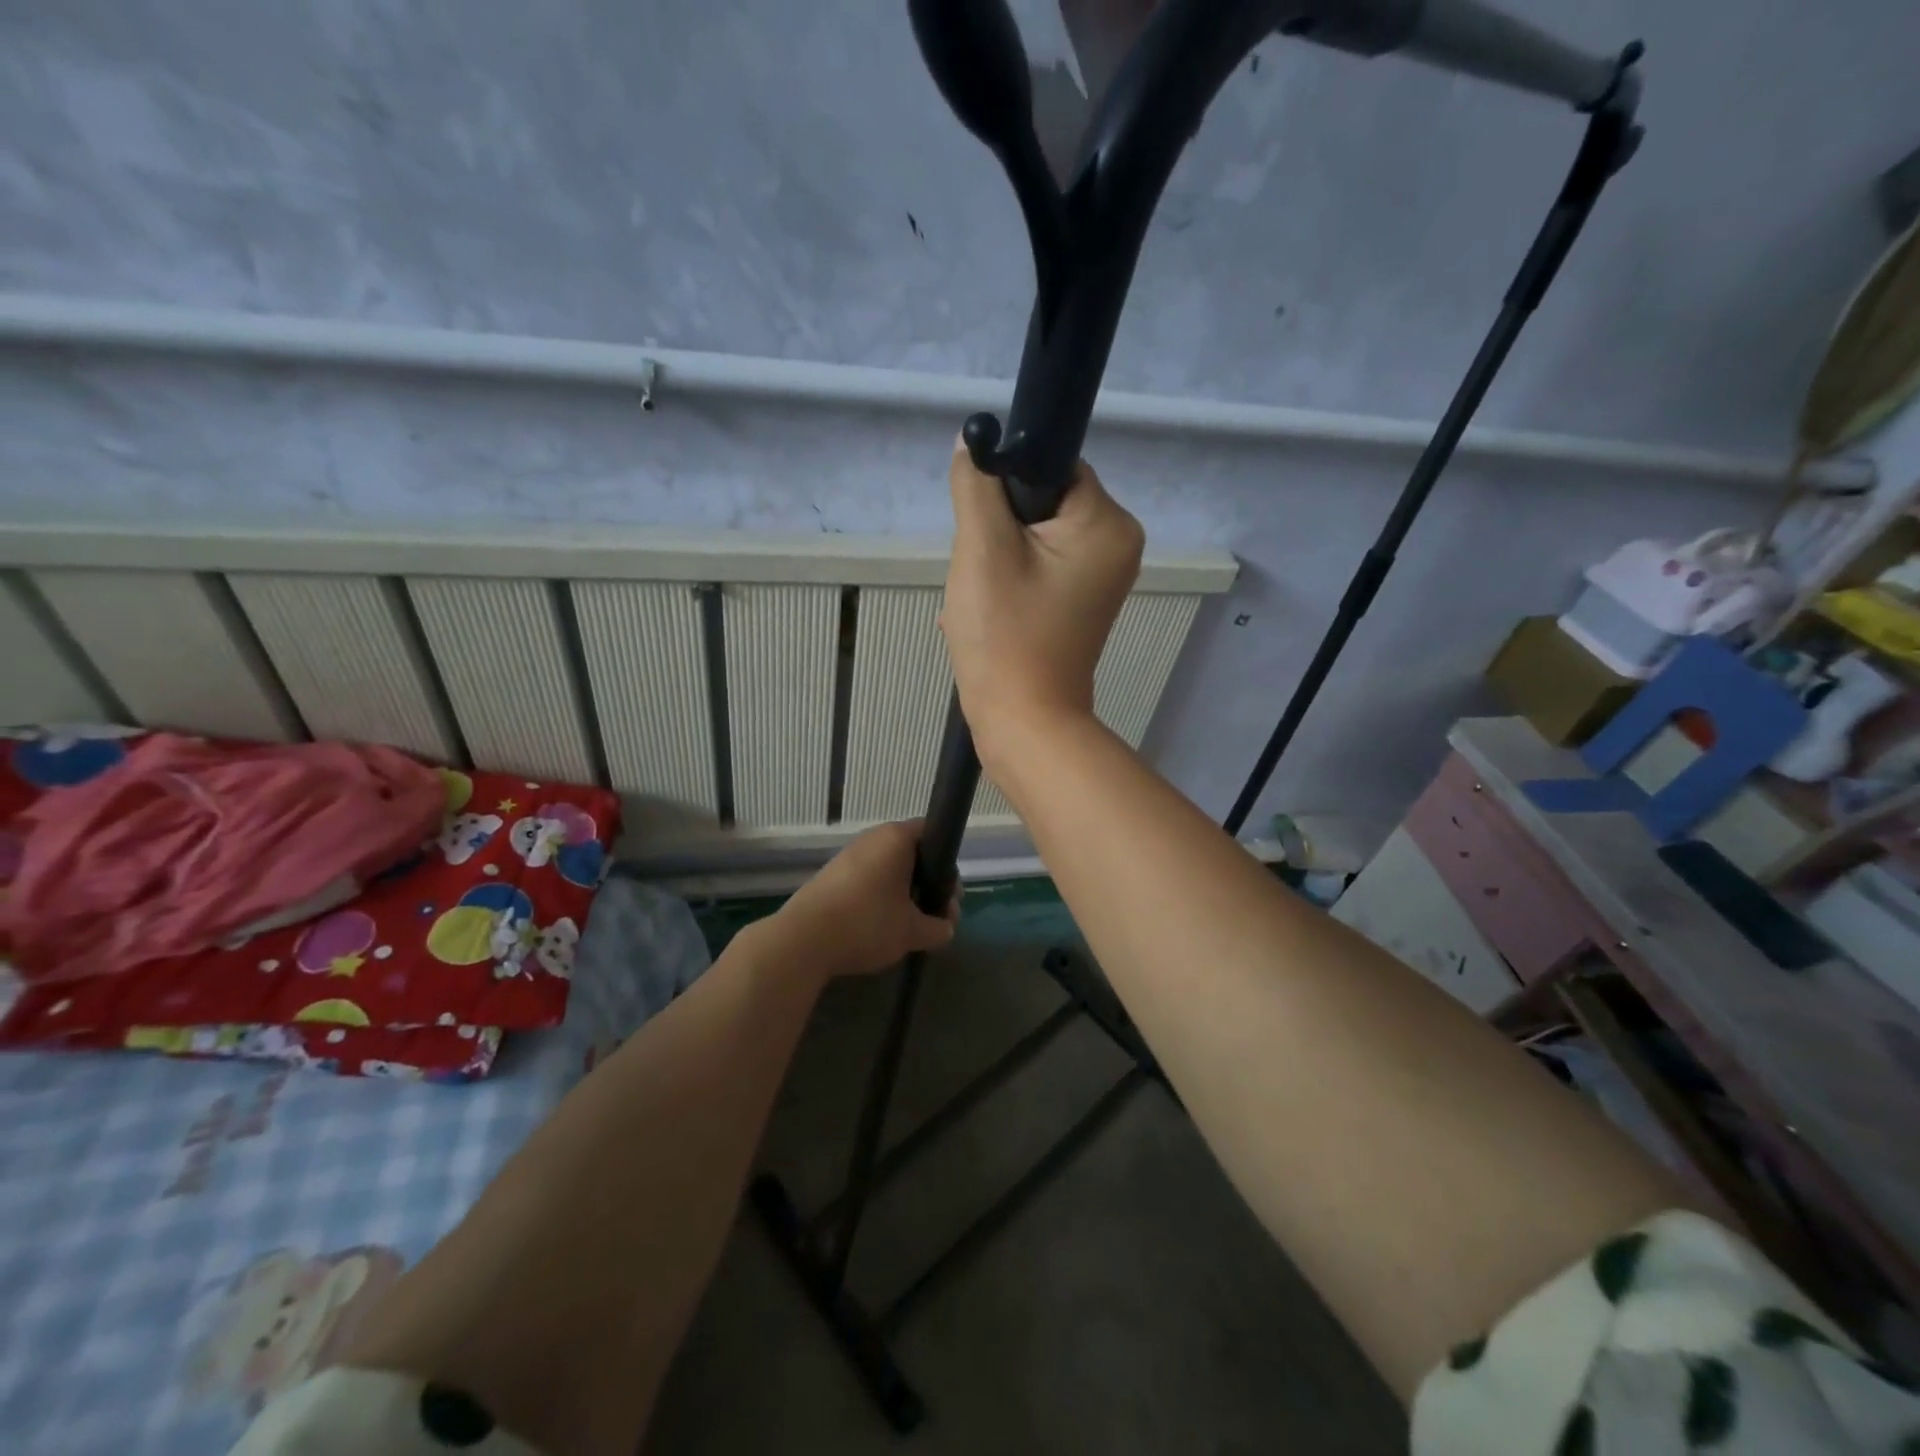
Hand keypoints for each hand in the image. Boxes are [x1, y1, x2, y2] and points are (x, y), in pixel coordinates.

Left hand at [768, 821, 956, 978]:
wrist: (803, 940)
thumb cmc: (867, 923)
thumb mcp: (913, 932)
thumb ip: (938, 928)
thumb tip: (946, 928)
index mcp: (896, 838)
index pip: (933, 833)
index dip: (947, 863)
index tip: (950, 895)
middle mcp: (872, 838)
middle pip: (911, 853)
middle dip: (928, 884)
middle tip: (936, 917)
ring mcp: (848, 856)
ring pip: (888, 869)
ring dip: (904, 893)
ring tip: (910, 927)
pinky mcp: (831, 876)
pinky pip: (867, 880)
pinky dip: (880, 898)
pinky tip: (881, 927)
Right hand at [942, 438, 1143, 771]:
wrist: (1024, 722)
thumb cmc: (1005, 636)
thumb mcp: (982, 550)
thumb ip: (977, 485)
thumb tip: (974, 442)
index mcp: (1108, 524)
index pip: (1052, 467)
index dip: (1007, 488)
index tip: (982, 527)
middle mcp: (1118, 545)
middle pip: (1043, 503)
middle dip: (1000, 531)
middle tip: (982, 572)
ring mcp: (1103, 578)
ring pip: (1036, 538)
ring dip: (998, 560)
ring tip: (983, 600)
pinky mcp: (1084, 602)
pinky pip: (1042, 569)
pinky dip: (1011, 582)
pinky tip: (989, 612)